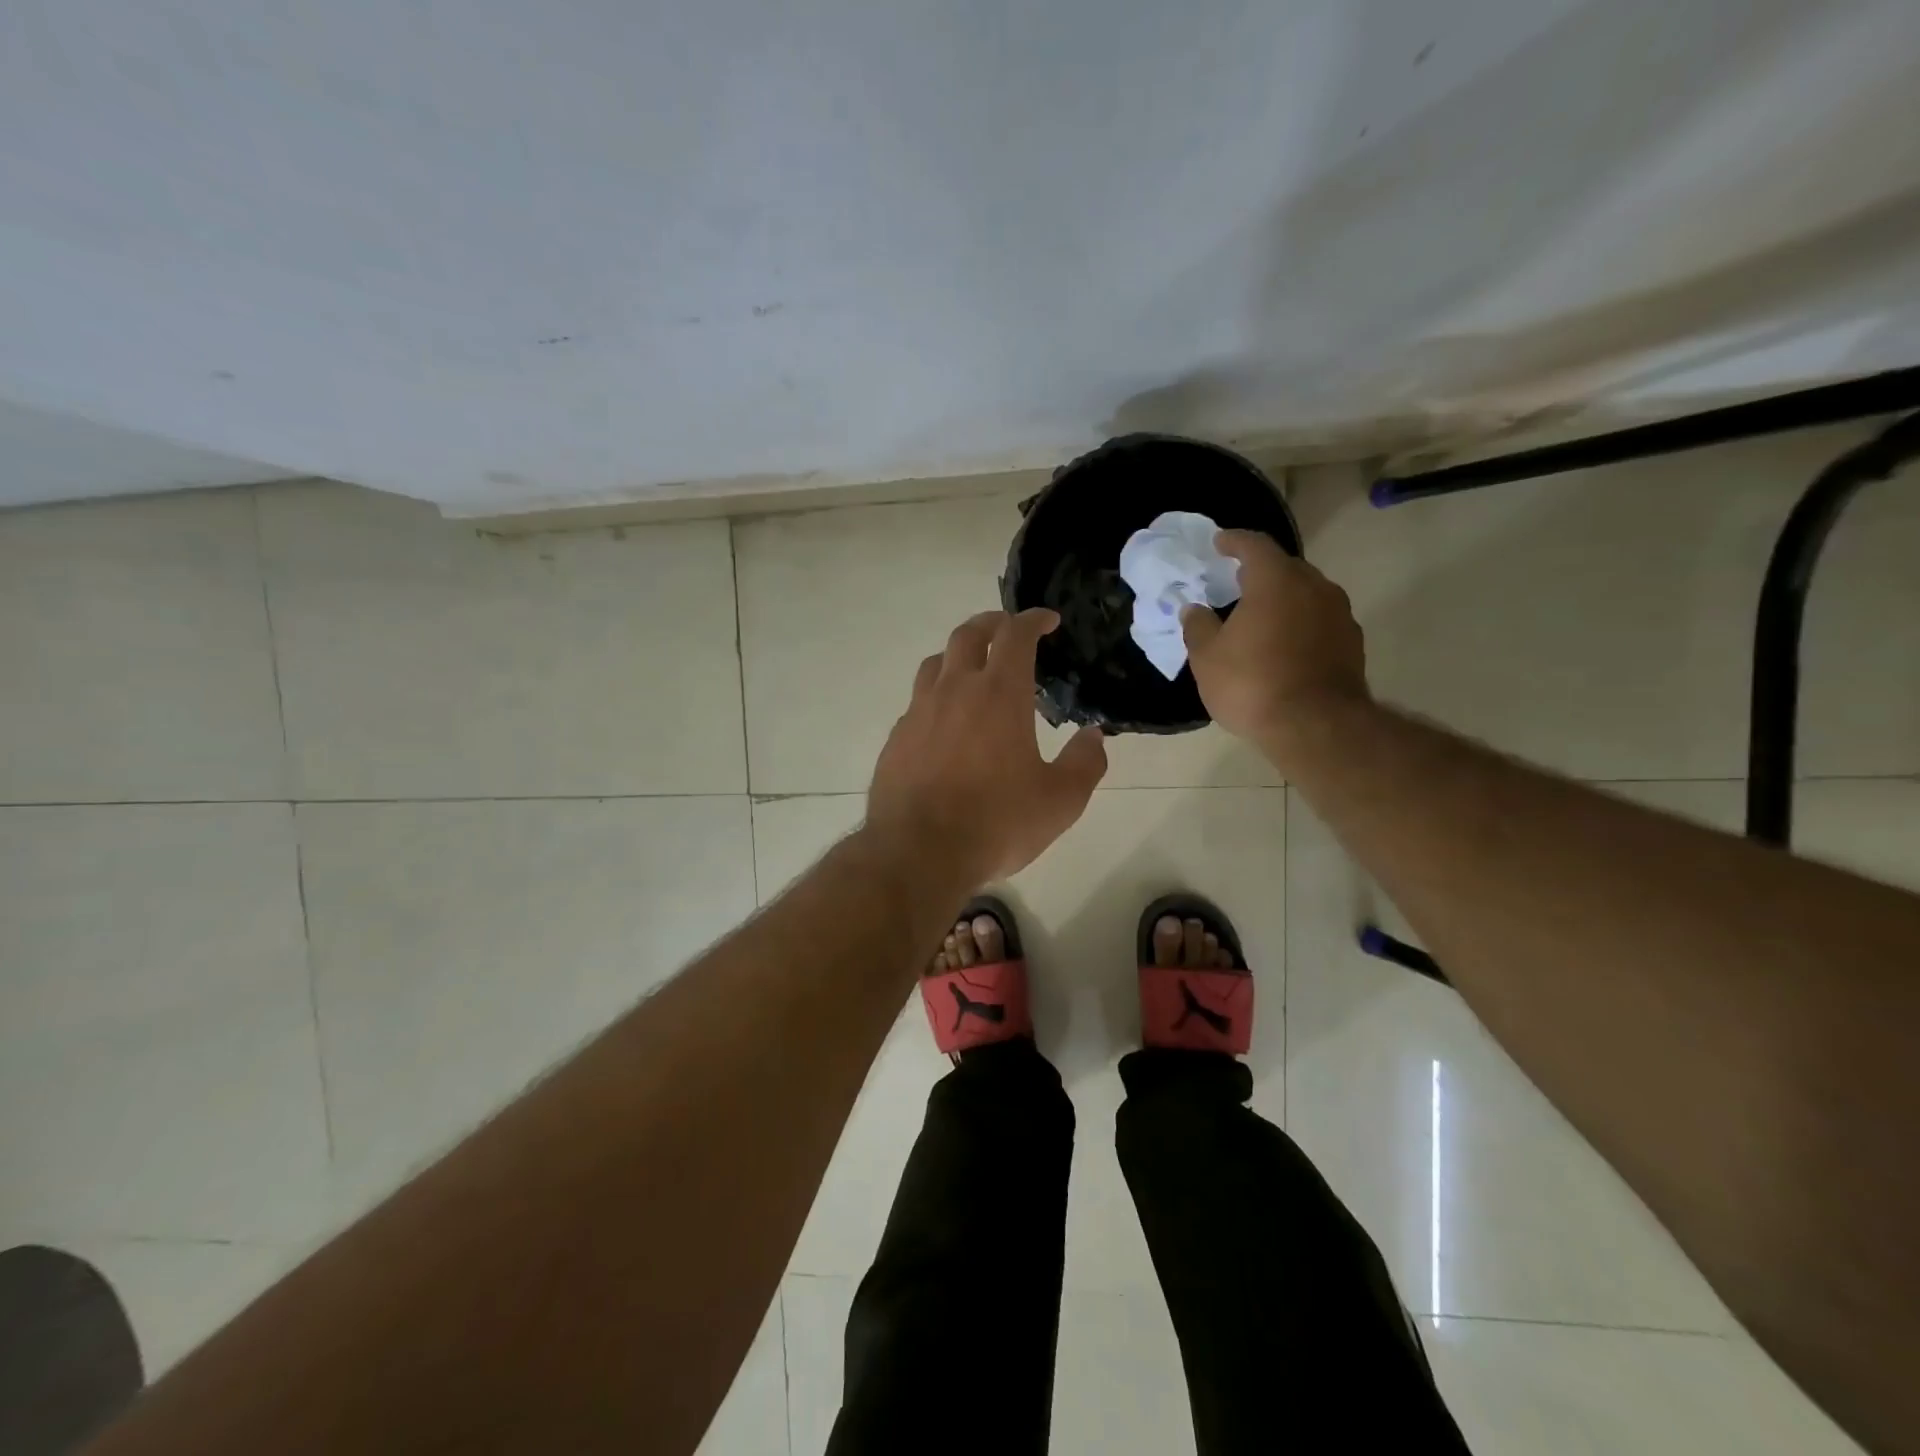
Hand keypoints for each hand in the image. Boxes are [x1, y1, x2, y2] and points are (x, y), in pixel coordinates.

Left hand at [867, 609, 1107, 885]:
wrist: (918, 853)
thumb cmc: (996, 823)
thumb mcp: (1060, 801)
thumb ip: (1084, 763)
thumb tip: (1095, 736)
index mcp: (999, 695)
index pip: (1015, 635)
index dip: (1033, 620)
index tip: (1048, 620)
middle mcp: (954, 691)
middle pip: (968, 635)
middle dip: (992, 623)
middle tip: (1008, 628)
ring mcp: (918, 713)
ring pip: (935, 663)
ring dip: (958, 655)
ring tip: (972, 668)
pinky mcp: (896, 739)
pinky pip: (917, 702)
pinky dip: (936, 696)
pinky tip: (944, 722)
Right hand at [1180, 531, 1368, 755]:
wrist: (1315, 726)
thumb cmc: (1252, 684)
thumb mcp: (1207, 657)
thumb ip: (1198, 626)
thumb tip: (1194, 609)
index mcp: (1275, 581)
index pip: (1254, 545)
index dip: (1234, 541)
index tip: (1220, 542)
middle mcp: (1314, 587)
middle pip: (1285, 568)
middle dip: (1260, 571)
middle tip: (1237, 582)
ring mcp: (1339, 614)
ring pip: (1306, 594)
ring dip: (1283, 600)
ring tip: (1261, 616)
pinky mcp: (1352, 643)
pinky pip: (1319, 621)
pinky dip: (1300, 624)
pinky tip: (1284, 646)